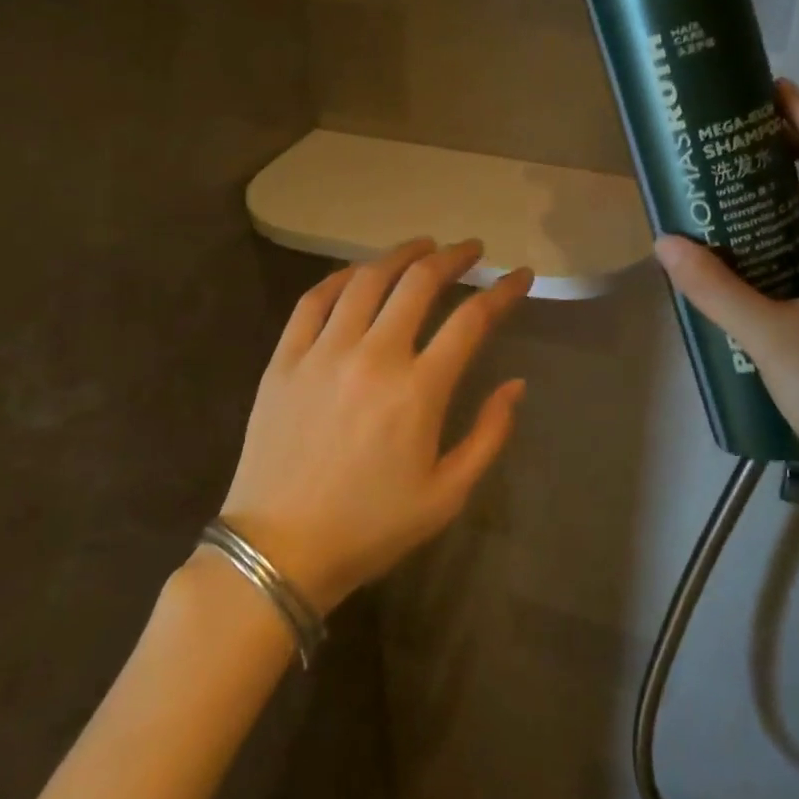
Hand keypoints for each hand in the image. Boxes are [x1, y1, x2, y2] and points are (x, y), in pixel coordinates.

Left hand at [217, 239, 531, 614]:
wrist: (278, 552)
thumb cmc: (370, 527)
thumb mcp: (447, 495)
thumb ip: (489, 435)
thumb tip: (516, 385)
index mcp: (418, 391)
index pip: (472, 320)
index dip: (503, 292)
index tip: (519, 277)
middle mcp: (373, 356)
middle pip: (419, 283)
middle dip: (454, 258)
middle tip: (471, 250)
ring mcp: (323, 352)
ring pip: (366, 280)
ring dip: (400, 255)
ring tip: (422, 246)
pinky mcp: (284, 359)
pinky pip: (313, 300)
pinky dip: (340, 277)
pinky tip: (358, 273)